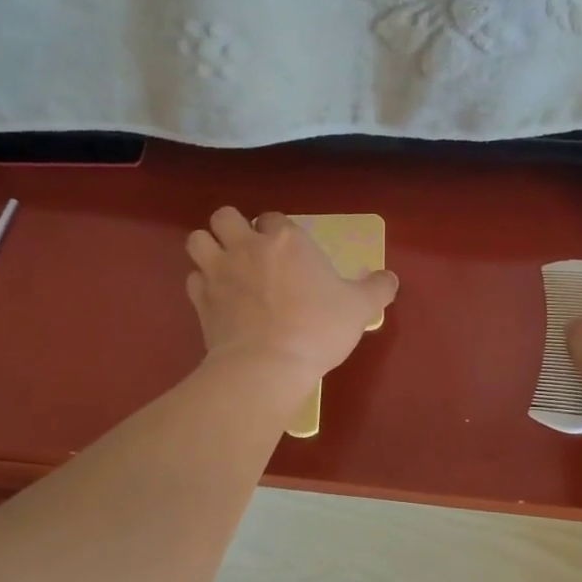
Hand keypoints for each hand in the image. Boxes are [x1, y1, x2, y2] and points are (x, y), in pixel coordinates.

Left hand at [185, 207, 398, 383]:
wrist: (267, 365)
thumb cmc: (318, 329)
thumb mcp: (360, 308)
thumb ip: (377, 288)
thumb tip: (389, 278)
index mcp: (286, 240)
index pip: (274, 218)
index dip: (277, 231)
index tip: (287, 250)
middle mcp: (247, 247)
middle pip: (225, 216)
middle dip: (233, 226)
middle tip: (249, 250)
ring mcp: (218, 271)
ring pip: (197, 239)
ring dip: (208, 247)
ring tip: (223, 266)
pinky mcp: (200, 300)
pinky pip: (192, 279)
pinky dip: (201, 284)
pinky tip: (216, 298)